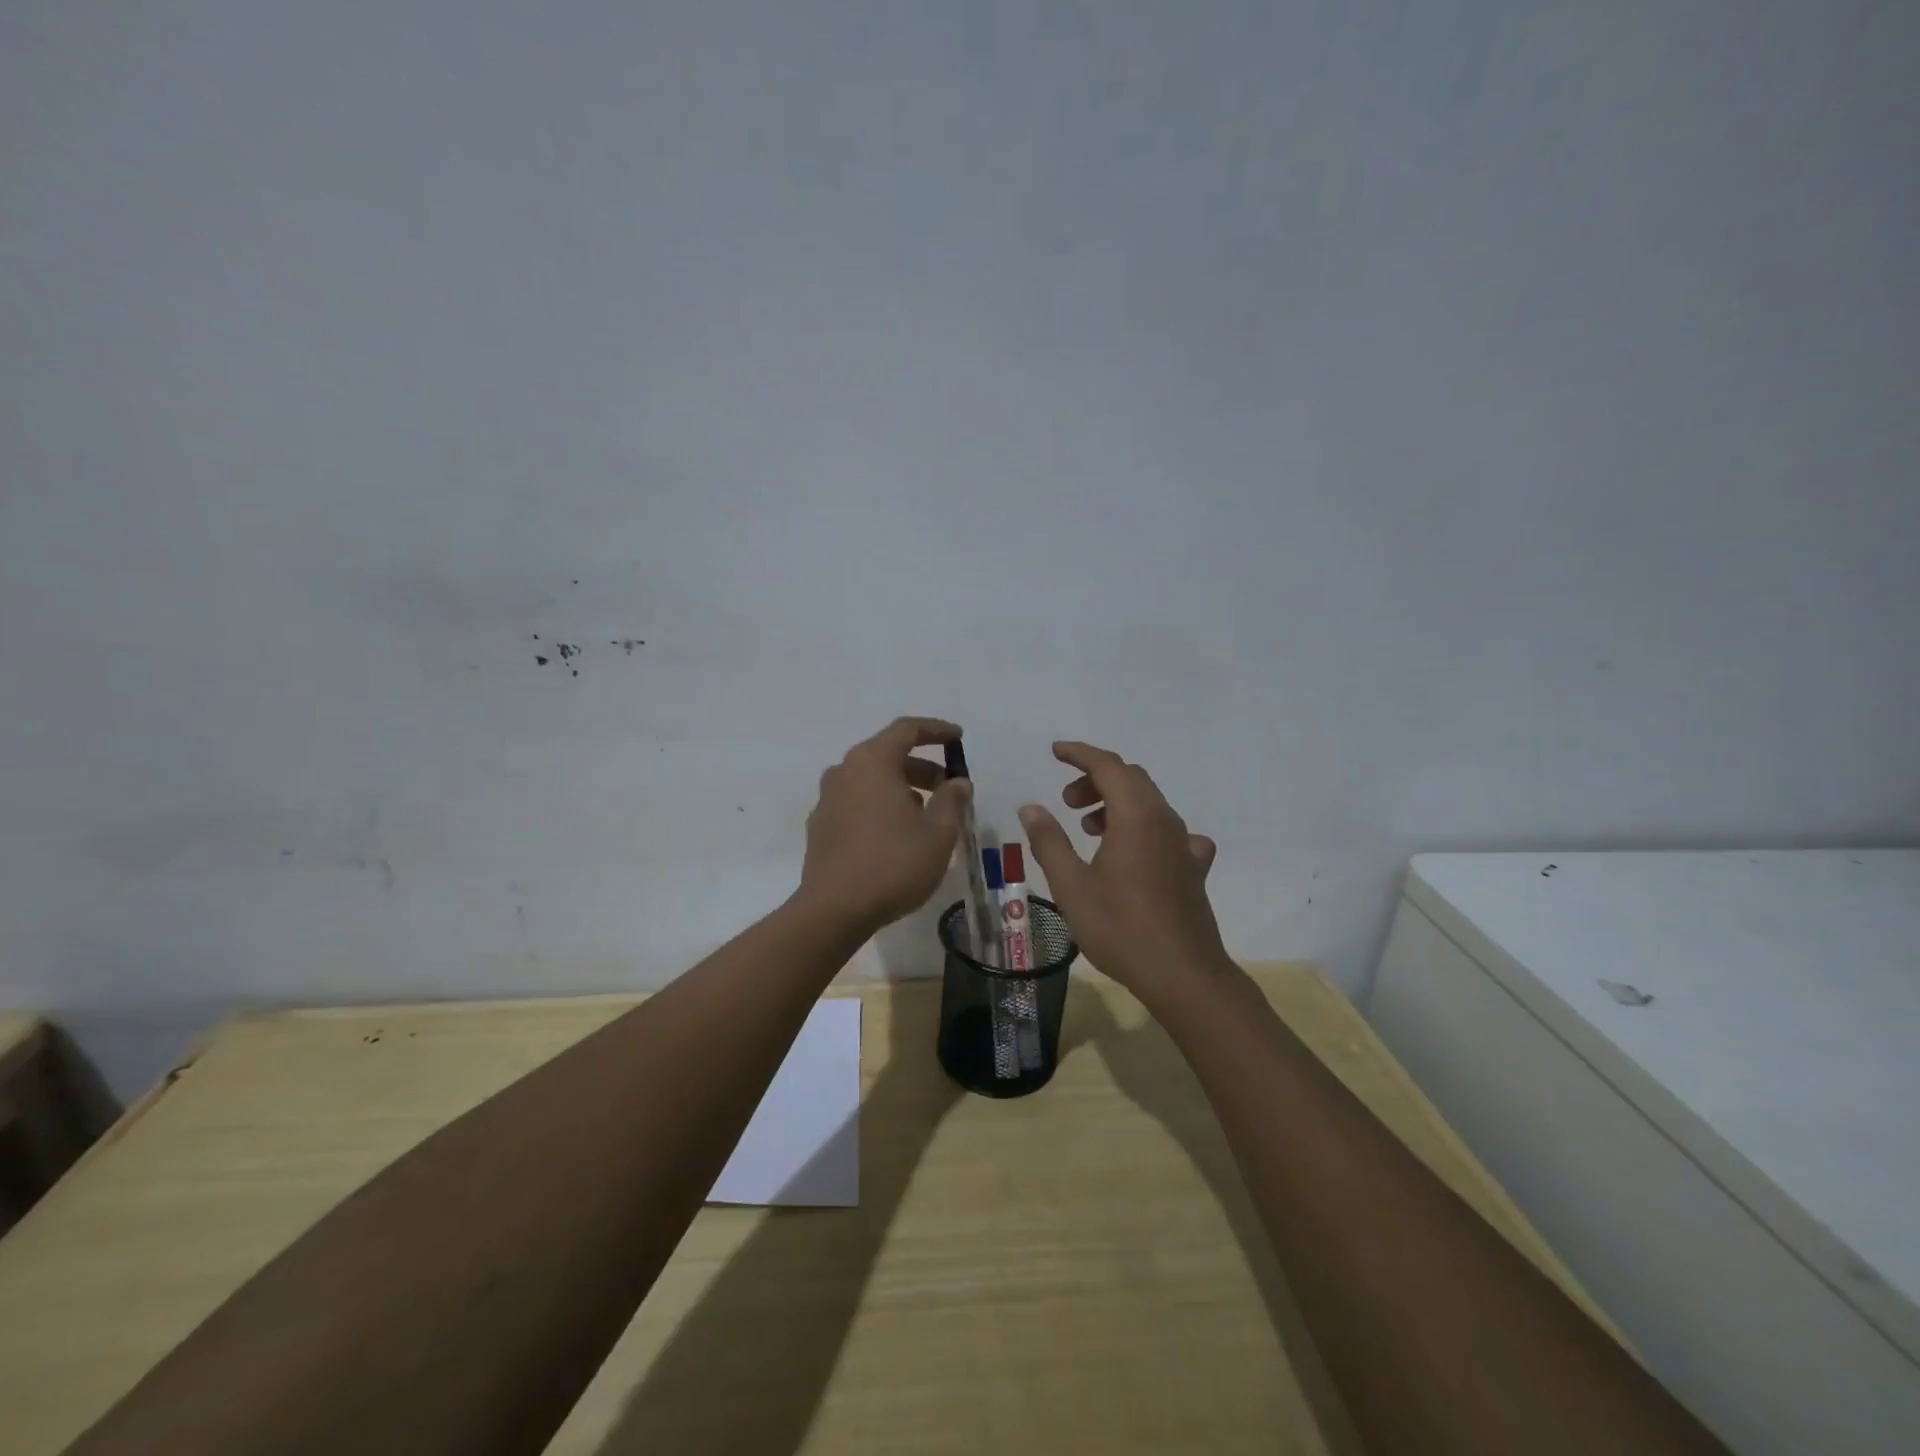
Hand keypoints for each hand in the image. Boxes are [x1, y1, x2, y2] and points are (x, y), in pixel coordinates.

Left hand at [799, 717, 972, 933]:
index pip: (906, 729)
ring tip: (926, 814)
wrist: (834, 910)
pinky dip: (879, 805)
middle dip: (921, 765)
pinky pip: (856, 801)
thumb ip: (952, 800)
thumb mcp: (938, 834)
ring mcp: (827, 799)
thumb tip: (958, 782)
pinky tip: (896, 833)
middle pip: (887, 754)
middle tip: (948, 786)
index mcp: (872, 762)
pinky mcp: (820, 826)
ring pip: (870, 779)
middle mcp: (845, 771)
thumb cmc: (893, 864)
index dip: (936, 730)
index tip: (957, 738)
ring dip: (901, 787)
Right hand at [1019, 741, 1228, 1011]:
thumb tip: (1031, 808)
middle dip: (1095, 779)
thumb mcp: (1071, 887)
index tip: (1055, 752)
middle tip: (1066, 802)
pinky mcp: (1193, 868)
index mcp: (1136, 817)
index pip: (1108, 766)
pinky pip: (1169, 832)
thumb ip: (1049, 842)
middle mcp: (1165, 821)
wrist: (1184, 975)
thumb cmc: (1121, 928)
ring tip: (1089, 828)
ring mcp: (1185, 844)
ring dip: (1117, 802)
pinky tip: (1134, 854)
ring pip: (1150, 803)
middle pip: (1131, 779)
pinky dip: (1143, 827)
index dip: (1080, 754)